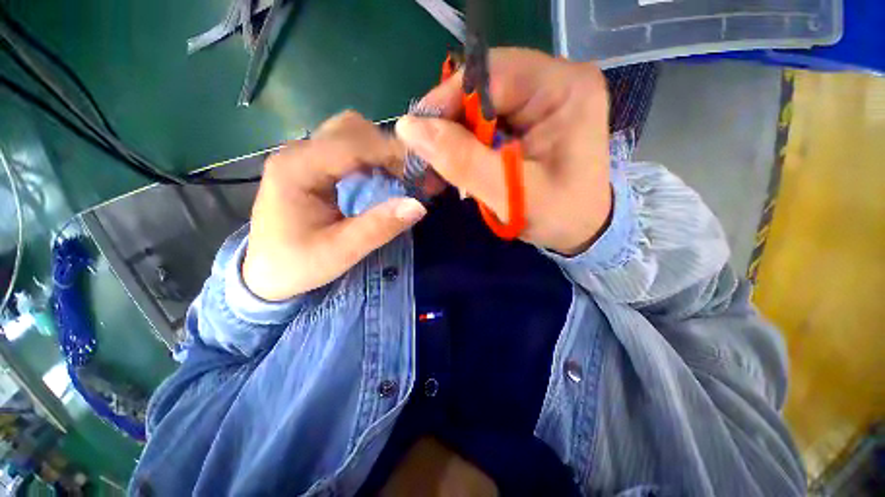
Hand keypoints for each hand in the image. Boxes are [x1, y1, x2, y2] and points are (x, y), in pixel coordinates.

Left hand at [243, 111, 425, 300]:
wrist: (266, 271)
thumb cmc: (297, 264)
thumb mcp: (341, 252)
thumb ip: (378, 227)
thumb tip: (418, 205)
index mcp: (296, 169)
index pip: (351, 144)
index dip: (390, 152)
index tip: (420, 168)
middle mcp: (298, 152)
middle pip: (350, 128)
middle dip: (387, 147)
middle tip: (411, 174)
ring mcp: (304, 156)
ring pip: (350, 133)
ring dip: (380, 150)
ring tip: (400, 176)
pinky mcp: (312, 165)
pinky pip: (348, 148)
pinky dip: (372, 157)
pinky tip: (383, 177)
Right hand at [396, 48, 611, 254]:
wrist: (580, 230)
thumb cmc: (558, 215)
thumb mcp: (510, 193)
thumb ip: (463, 160)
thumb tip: (409, 128)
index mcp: (564, 89)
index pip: (492, 74)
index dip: (448, 100)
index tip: (417, 134)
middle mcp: (555, 82)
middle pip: (484, 88)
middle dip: (451, 125)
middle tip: (427, 157)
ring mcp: (542, 100)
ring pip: (481, 107)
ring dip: (456, 137)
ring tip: (441, 167)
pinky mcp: (530, 120)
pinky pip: (487, 123)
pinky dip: (468, 145)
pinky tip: (460, 165)